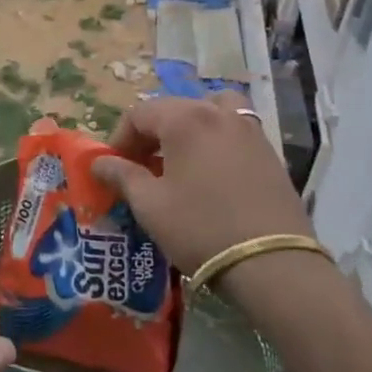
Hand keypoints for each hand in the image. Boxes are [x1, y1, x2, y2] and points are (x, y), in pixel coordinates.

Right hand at [92, 92, 313, 276]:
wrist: (271, 263)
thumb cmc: (200, 228)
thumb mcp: (150, 205)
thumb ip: (122, 176)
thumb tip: (100, 162)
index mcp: (184, 119)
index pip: (140, 113)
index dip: (120, 138)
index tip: (114, 168)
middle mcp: (218, 113)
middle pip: (174, 108)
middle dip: (151, 133)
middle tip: (142, 167)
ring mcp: (249, 130)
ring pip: (210, 110)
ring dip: (189, 127)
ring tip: (181, 158)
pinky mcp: (269, 152)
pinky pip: (235, 130)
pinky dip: (217, 138)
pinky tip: (212, 173)